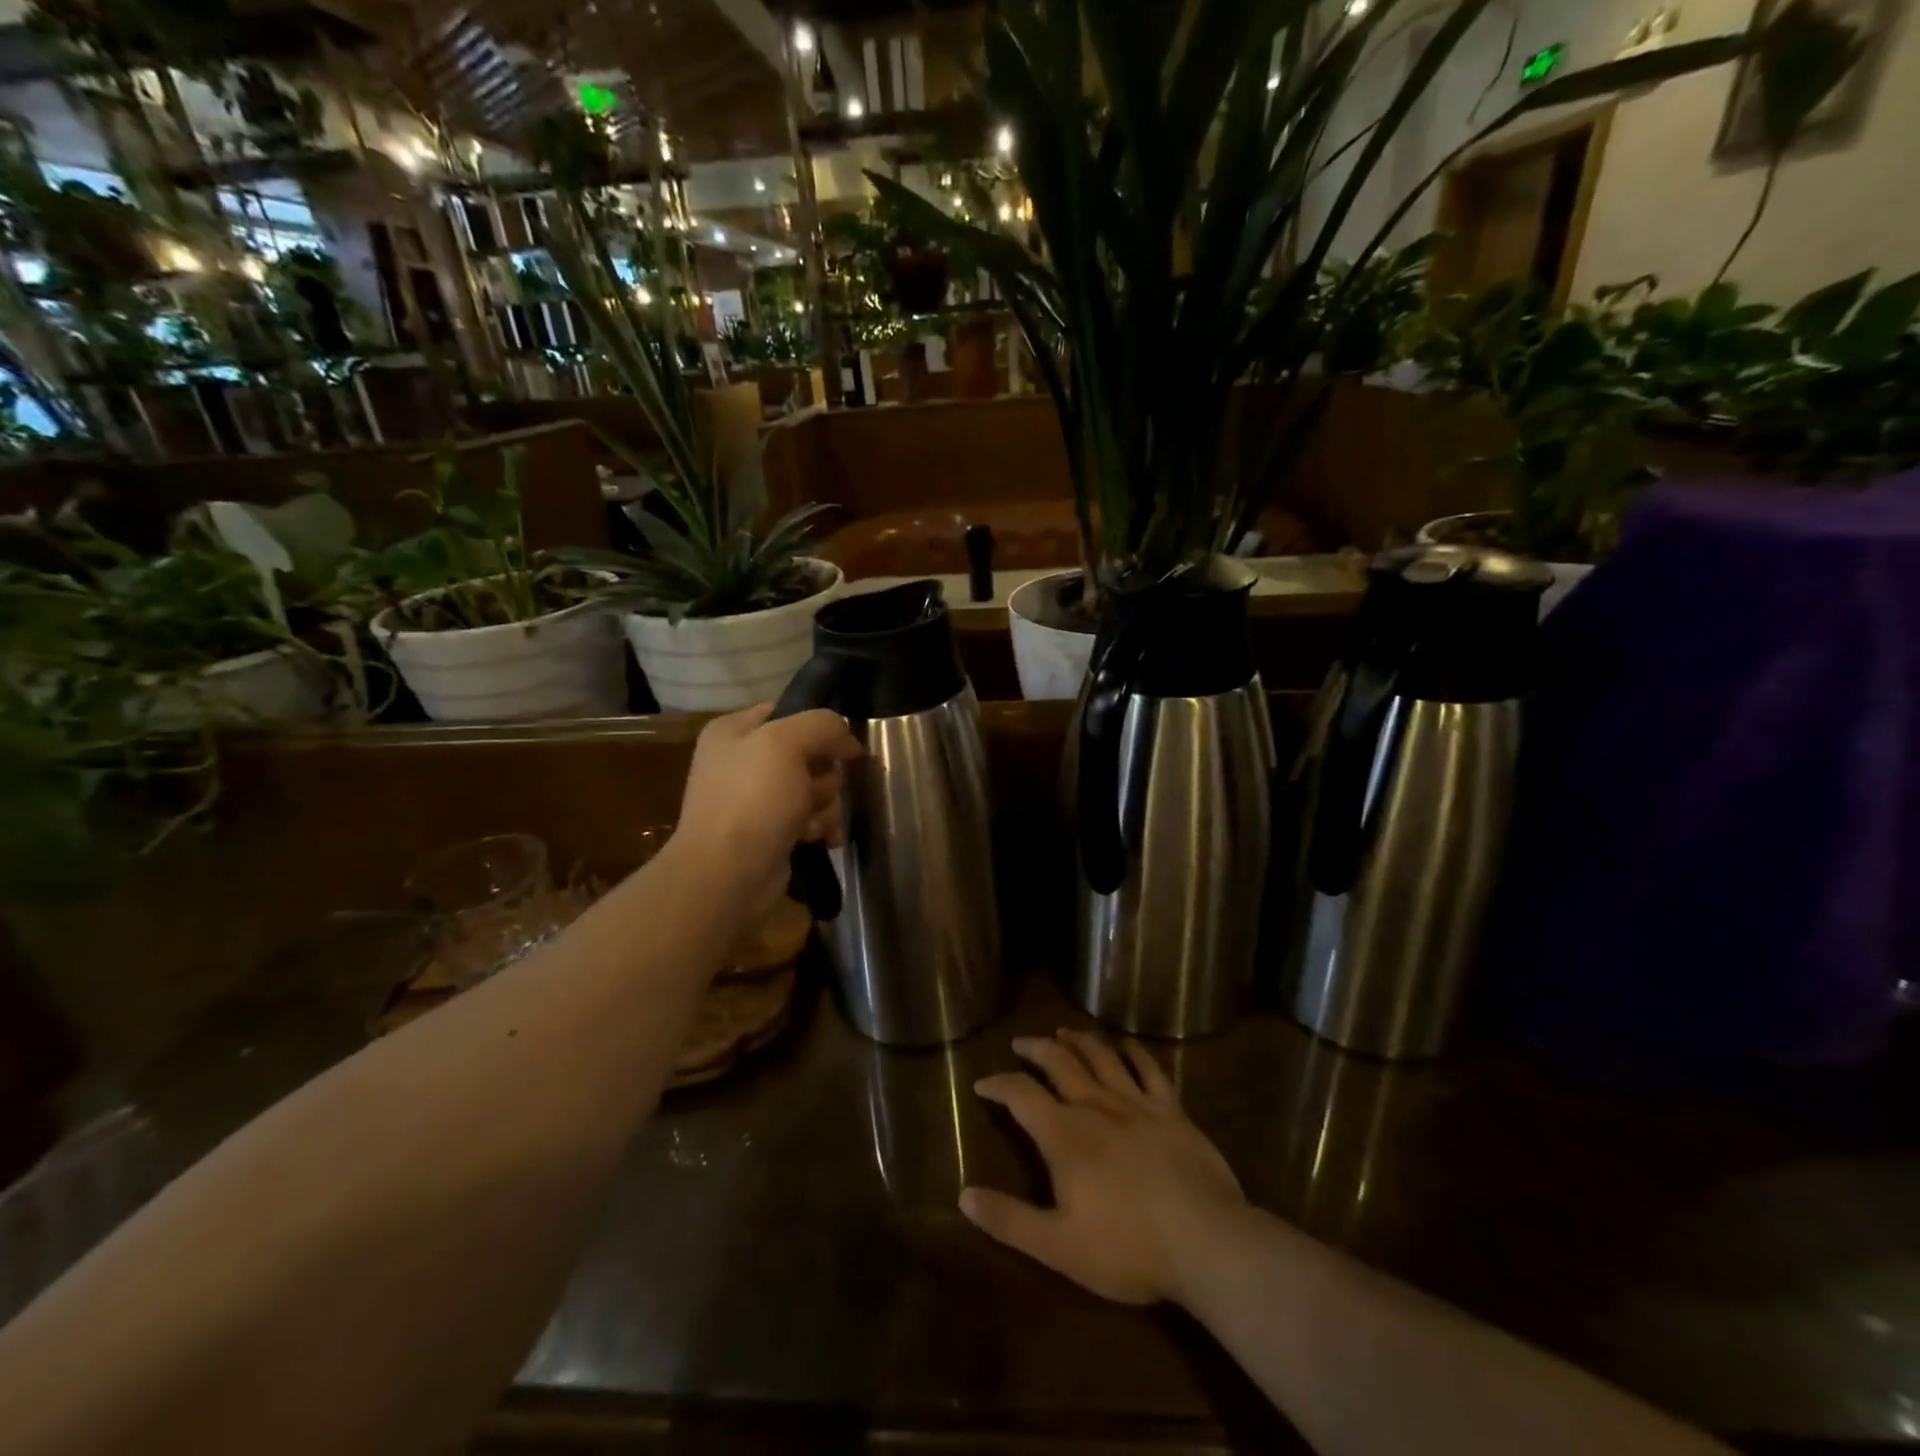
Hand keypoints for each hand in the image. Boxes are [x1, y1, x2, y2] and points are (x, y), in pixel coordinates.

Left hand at [672, 704, 862, 909]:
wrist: (727, 874)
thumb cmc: (752, 799)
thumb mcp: (786, 743)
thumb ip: (823, 725)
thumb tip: (848, 740)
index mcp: (733, 731)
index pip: (789, 712)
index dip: (820, 728)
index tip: (843, 747)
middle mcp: (742, 761)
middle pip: (809, 753)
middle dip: (824, 775)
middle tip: (815, 791)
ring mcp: (756, 799)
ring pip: (816, 787)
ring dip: (825, 804)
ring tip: (814, 822)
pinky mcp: (771, 831)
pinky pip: (810, 817)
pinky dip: (820, 826)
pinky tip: (821, 838)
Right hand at [961, 1030, 1246, 1305]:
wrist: (1206, 1242)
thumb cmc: (1128, 1248)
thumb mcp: (1058, 1246)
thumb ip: (1009, 1220)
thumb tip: (964, 1196)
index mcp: (1064, 1134)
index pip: (1021, 1094)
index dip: (998, 1084)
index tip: (982, 1083)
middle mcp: (1096, 1105)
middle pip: (1059, 1062)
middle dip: (1035, 1048)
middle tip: (1021, 1042)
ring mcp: (1137, 1103)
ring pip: (1101, 1056)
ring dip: (1078, 1040)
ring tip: (1063, 1032)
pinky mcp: (1172, 1110)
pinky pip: (1150, 1069)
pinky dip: (1134, 1052)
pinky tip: (1126, 1045)